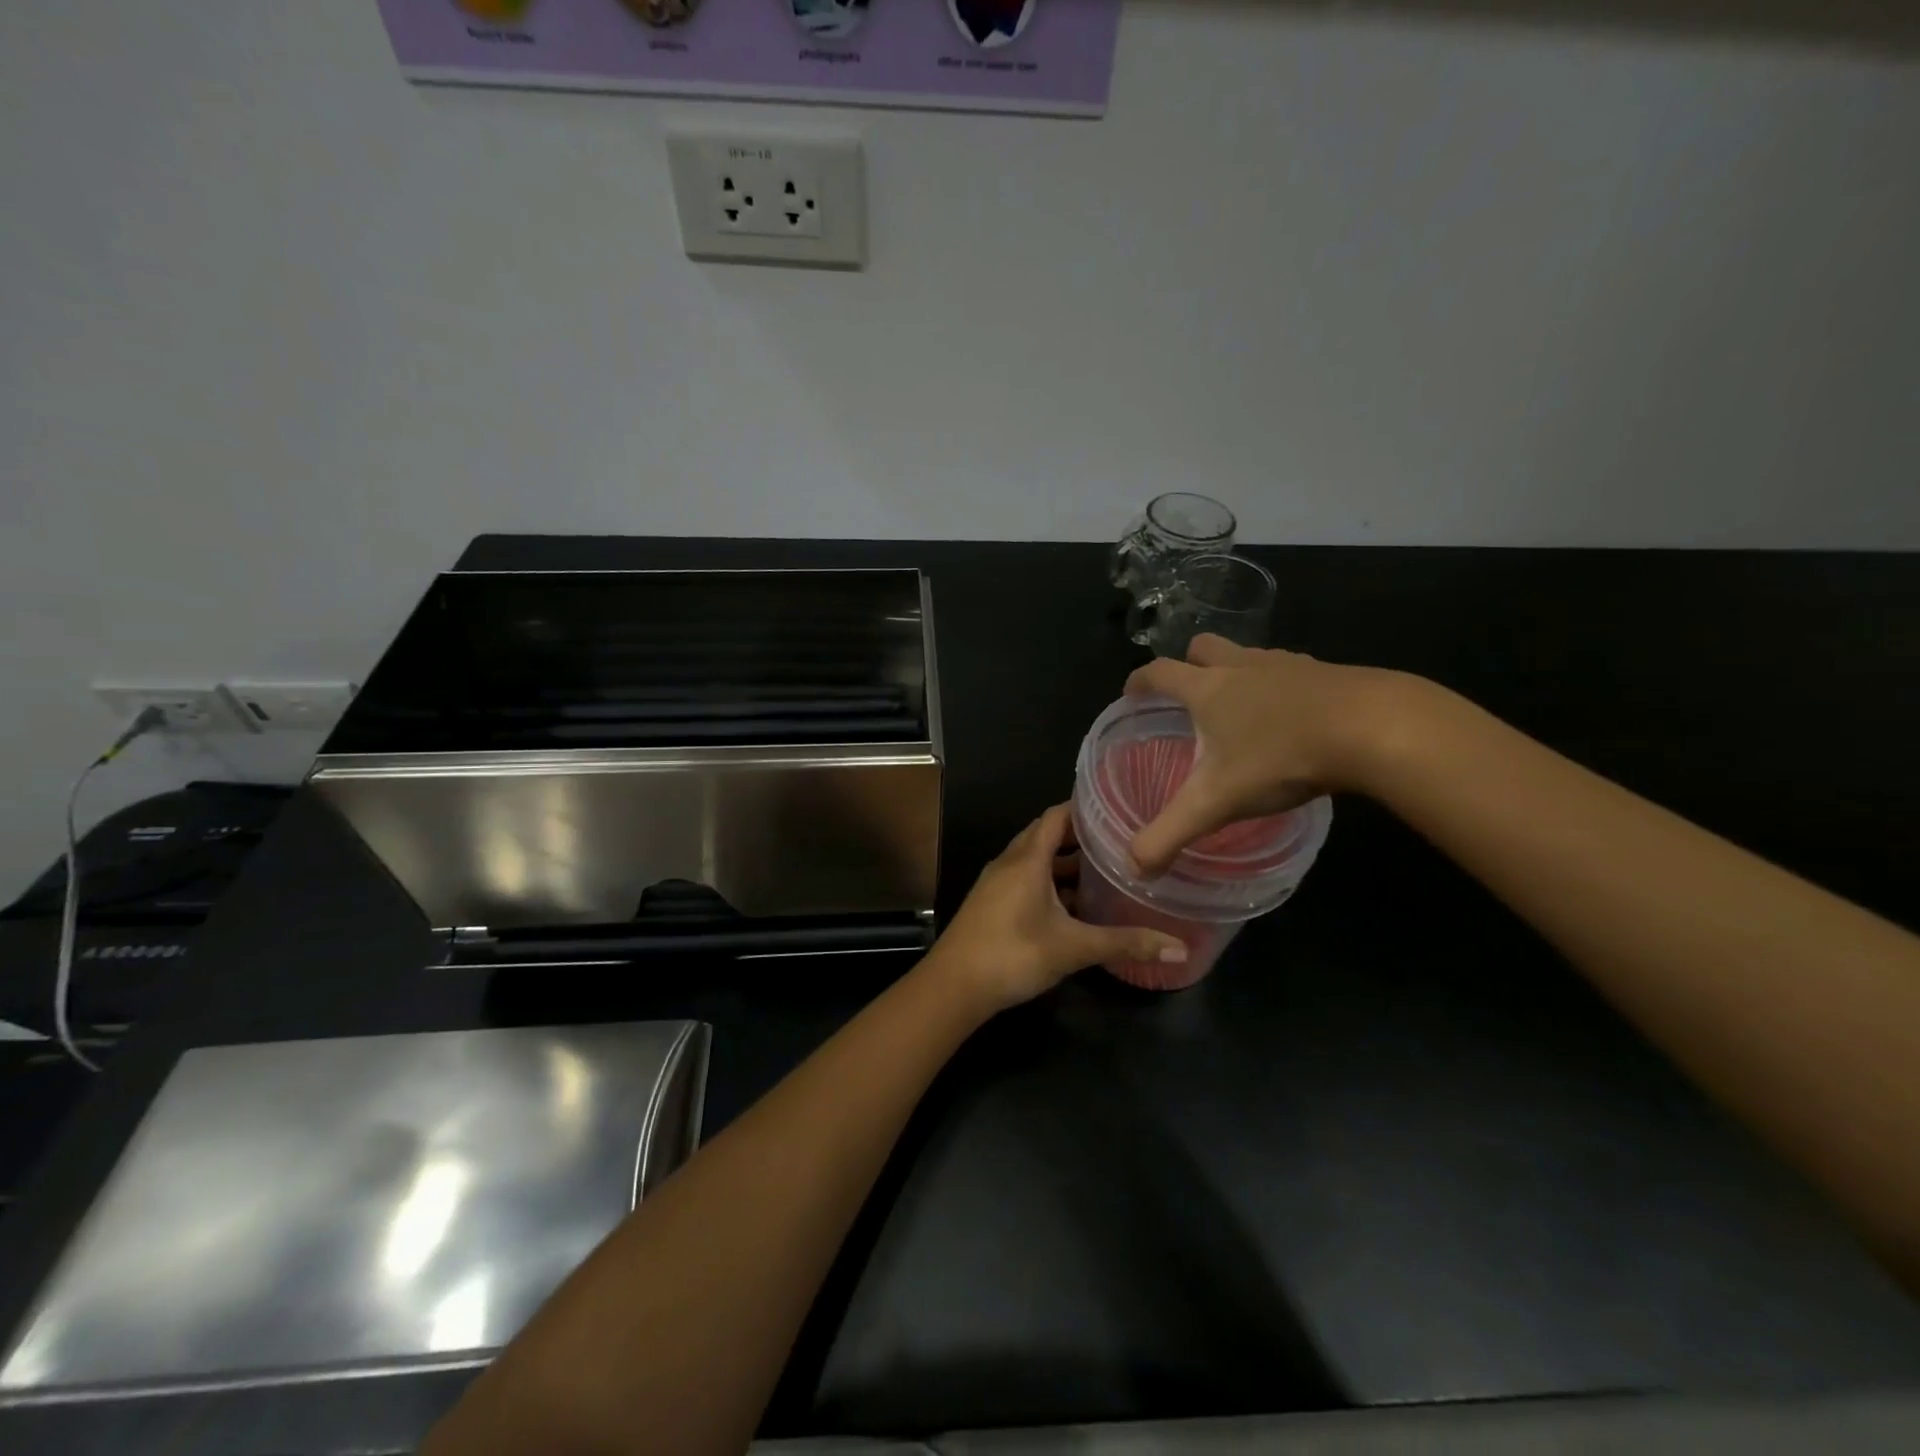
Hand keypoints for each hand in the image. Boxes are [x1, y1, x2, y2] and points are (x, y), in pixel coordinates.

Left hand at [930, 803, 1187, 1012]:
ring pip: (1034, 861)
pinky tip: (1071, 906)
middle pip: (1045, 836)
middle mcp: (1010, 862)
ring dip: (1063, 863)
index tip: (1114, 807)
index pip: (1056, 816)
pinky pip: (1024, 880)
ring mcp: (996, 883)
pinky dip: (1048, 883)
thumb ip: (1124, 943)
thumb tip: (1180, 948)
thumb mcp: (1074, 948)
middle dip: (1078, 836)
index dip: (1082, 808)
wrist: (954, 986)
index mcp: (1027, 859)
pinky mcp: (990, 904)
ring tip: (1101, 871)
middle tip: (1117, 840)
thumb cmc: (1014, 954)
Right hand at [1125, 634, 1409, 875]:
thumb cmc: (1281, 757)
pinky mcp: (1327, 672)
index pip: (1159, 673)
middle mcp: (1242, 666)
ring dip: (1236, 672)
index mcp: (1208, 689)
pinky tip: (1291, 717)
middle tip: (1187, 696)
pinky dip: (1279, 686)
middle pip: (1203, 647)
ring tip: (1240, 708)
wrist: (1373, 728)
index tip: (1131, 694)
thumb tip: (1133, 868)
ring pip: (1249, 655)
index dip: (1139, 682)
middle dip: (1188, 664)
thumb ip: (1170, 833)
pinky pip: (1290, 670)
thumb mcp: (1216, 802)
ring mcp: (1288, 664)